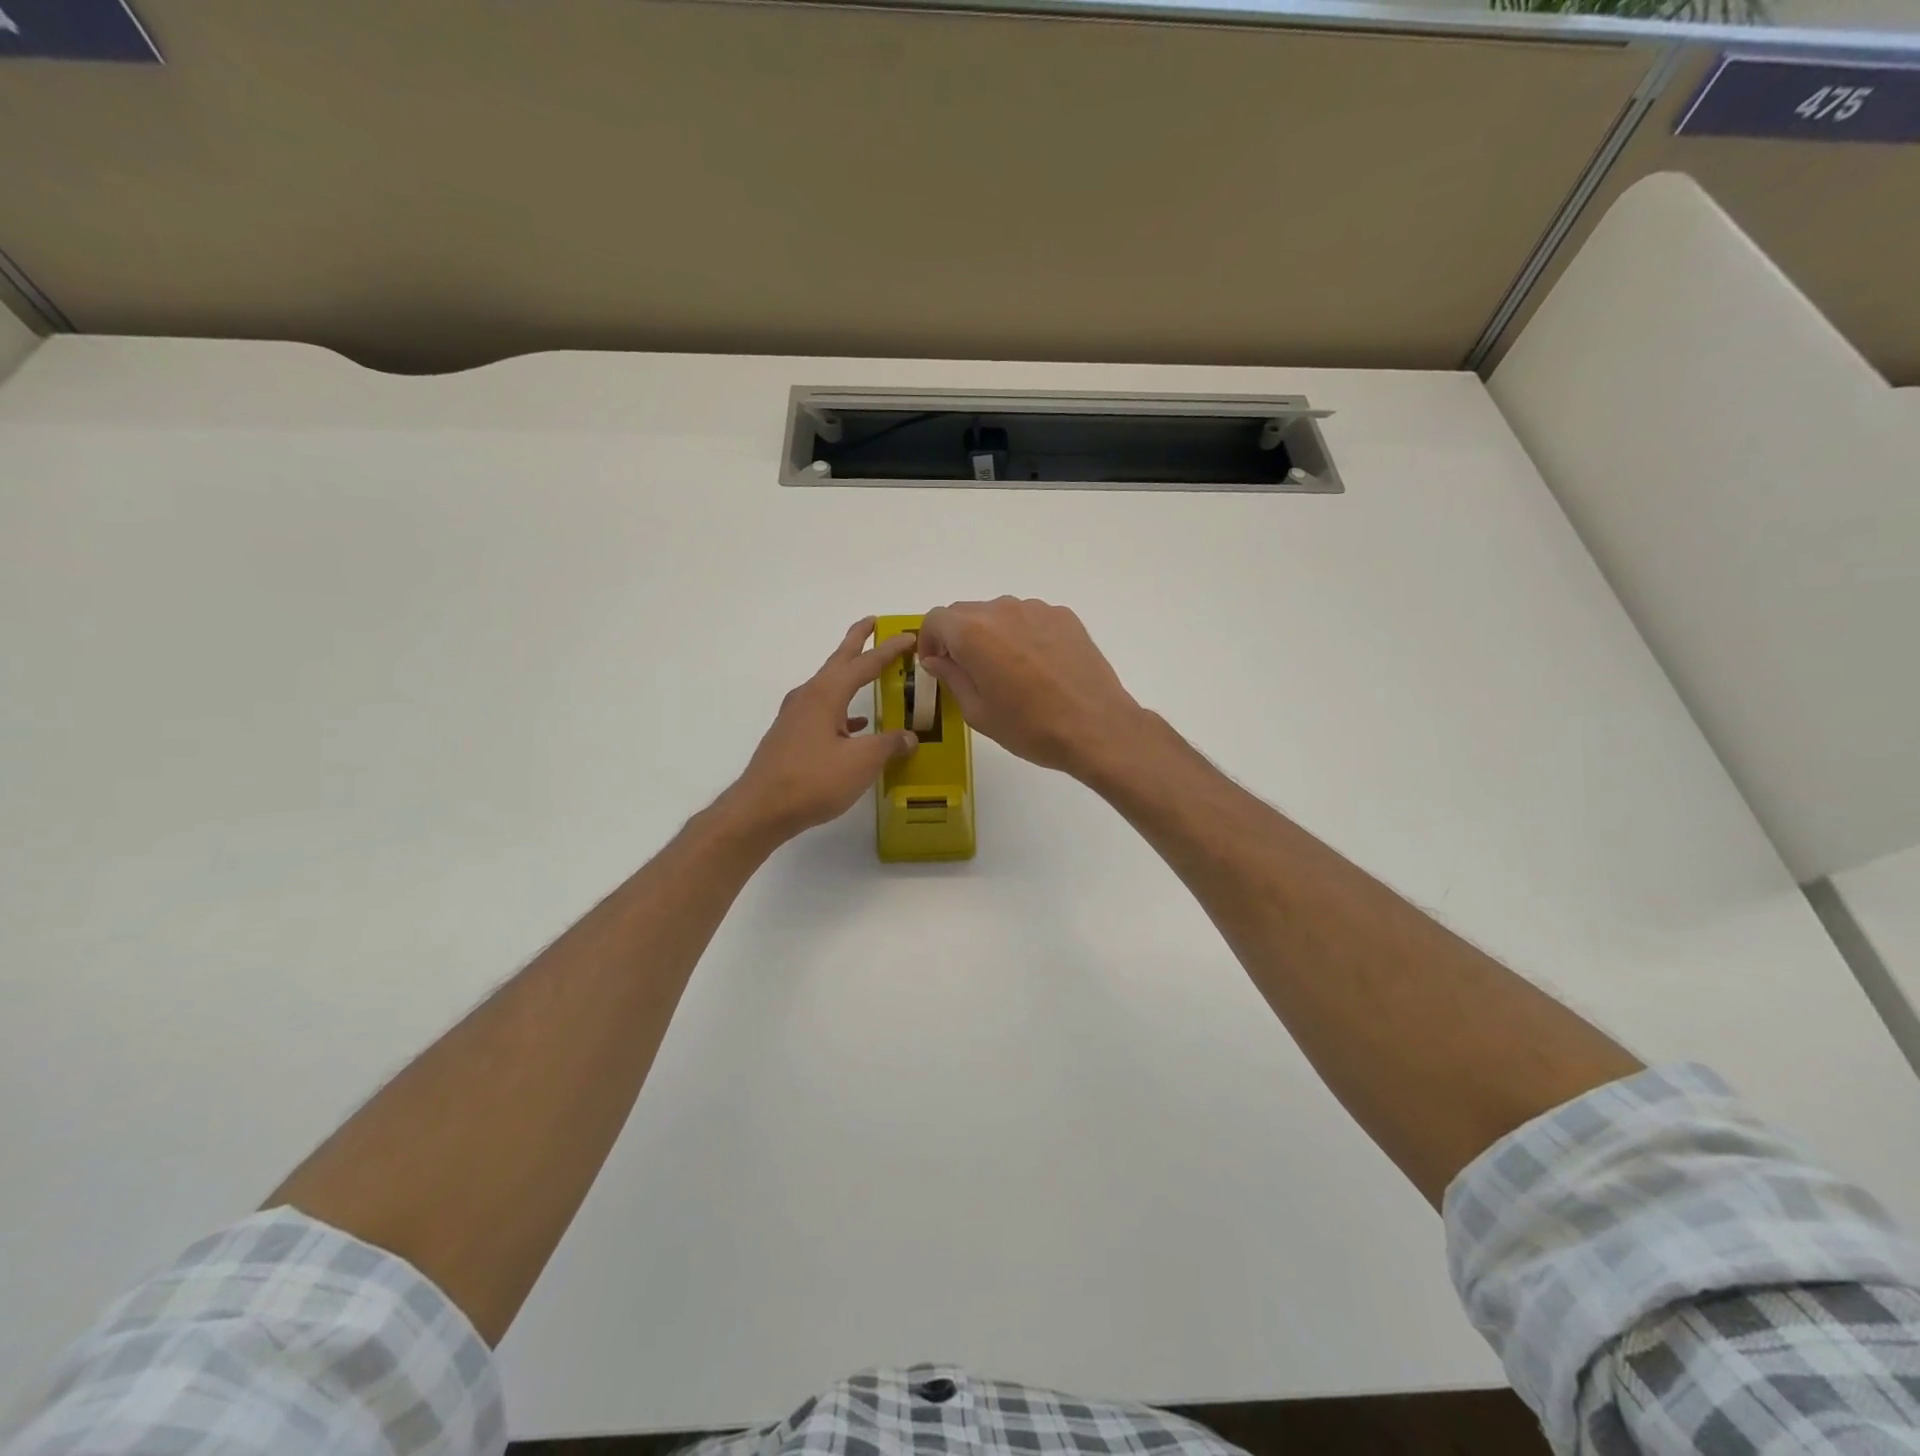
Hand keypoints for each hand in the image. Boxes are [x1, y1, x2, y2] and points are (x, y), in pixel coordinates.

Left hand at [723, 618, 918, 843]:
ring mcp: (796, 716)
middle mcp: (808, 696)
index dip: (889, 650)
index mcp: (826, 694)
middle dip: (857, 641)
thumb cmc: (813, 780)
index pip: (865, 663)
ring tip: (869, 672)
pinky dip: (842, 708)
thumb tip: (909, 737)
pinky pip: (823, 710)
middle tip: (873, 623)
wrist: (761, 808)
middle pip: (838, 661)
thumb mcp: (861, 762)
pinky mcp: (791, 736)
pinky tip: (855, 726)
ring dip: (849, 675)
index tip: (909, 636)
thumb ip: (889, 745)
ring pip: (829, 686)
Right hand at [917, 597, 1146, 778]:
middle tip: (969, 671)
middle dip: (958, 637)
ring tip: (1008, 670)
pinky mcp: (1064, 617)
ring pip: (1000, 614)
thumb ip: (952, 677)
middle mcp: (1002, 610)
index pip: (936, 619)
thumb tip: (937, 659)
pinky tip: (1038, 667)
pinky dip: (1023, 635)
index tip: (936, 664)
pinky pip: (1030, 619)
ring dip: (992, 635)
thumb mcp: (978, 712)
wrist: (1096, 727)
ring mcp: (1037, 609)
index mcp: (973, 632)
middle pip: (966, 613)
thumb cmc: (1029, 727)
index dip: (929, 641)